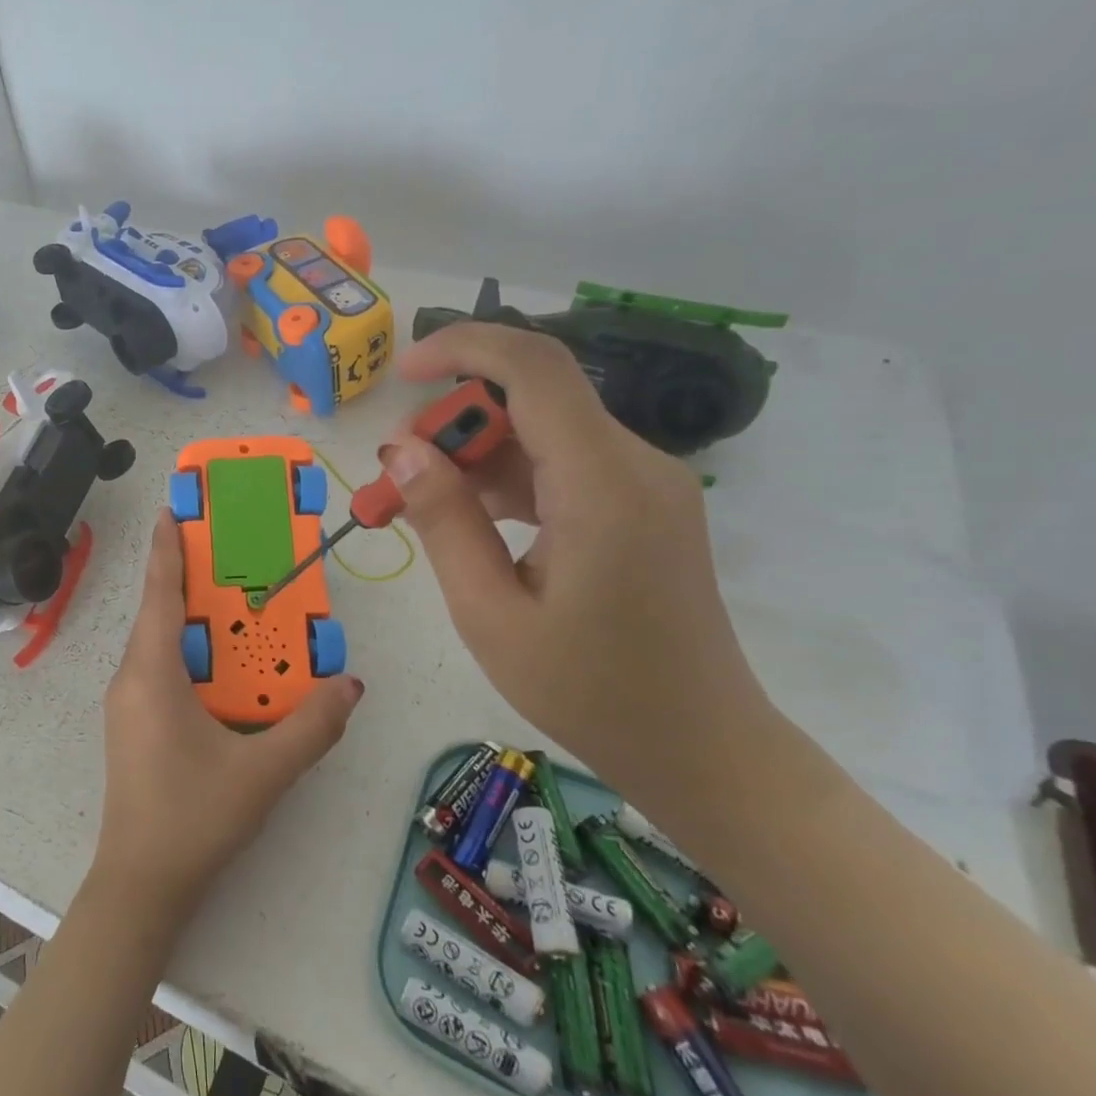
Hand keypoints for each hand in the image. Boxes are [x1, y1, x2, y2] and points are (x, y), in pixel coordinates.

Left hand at [96, 510, 364, 918]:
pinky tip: (226, 668)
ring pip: (160, 643)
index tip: (173, 508)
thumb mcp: (263, 772)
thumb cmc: (194, 818)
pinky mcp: (134, 726)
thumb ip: (311, 726)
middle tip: (232, 553)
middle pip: (160, 612)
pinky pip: (162, 670)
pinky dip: (191, 654)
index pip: (159, 593)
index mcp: (151, 673)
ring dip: (193, 620)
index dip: (167, 547)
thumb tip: (351, 684)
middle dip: (191, 578)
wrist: (141, 884)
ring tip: (236, 604)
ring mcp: (128, 704)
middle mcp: (131, 678)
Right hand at [385, 323, 770, 796]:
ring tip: (416, 504)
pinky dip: (508, 479)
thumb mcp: (489, 613)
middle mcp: (635, 465)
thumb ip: (444, 521)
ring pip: (544, 432)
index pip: (534, 368)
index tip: (402, 372)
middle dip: (454, 420)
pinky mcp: (642, 505)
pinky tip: (467, 520)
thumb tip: (400, 451)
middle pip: (533, 398)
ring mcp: (645, 483)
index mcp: (602, 486)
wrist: (700, 747)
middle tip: (395, 477)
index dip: (463, 348)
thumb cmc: (588, 692)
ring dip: (475, 454)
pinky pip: (564, 465)